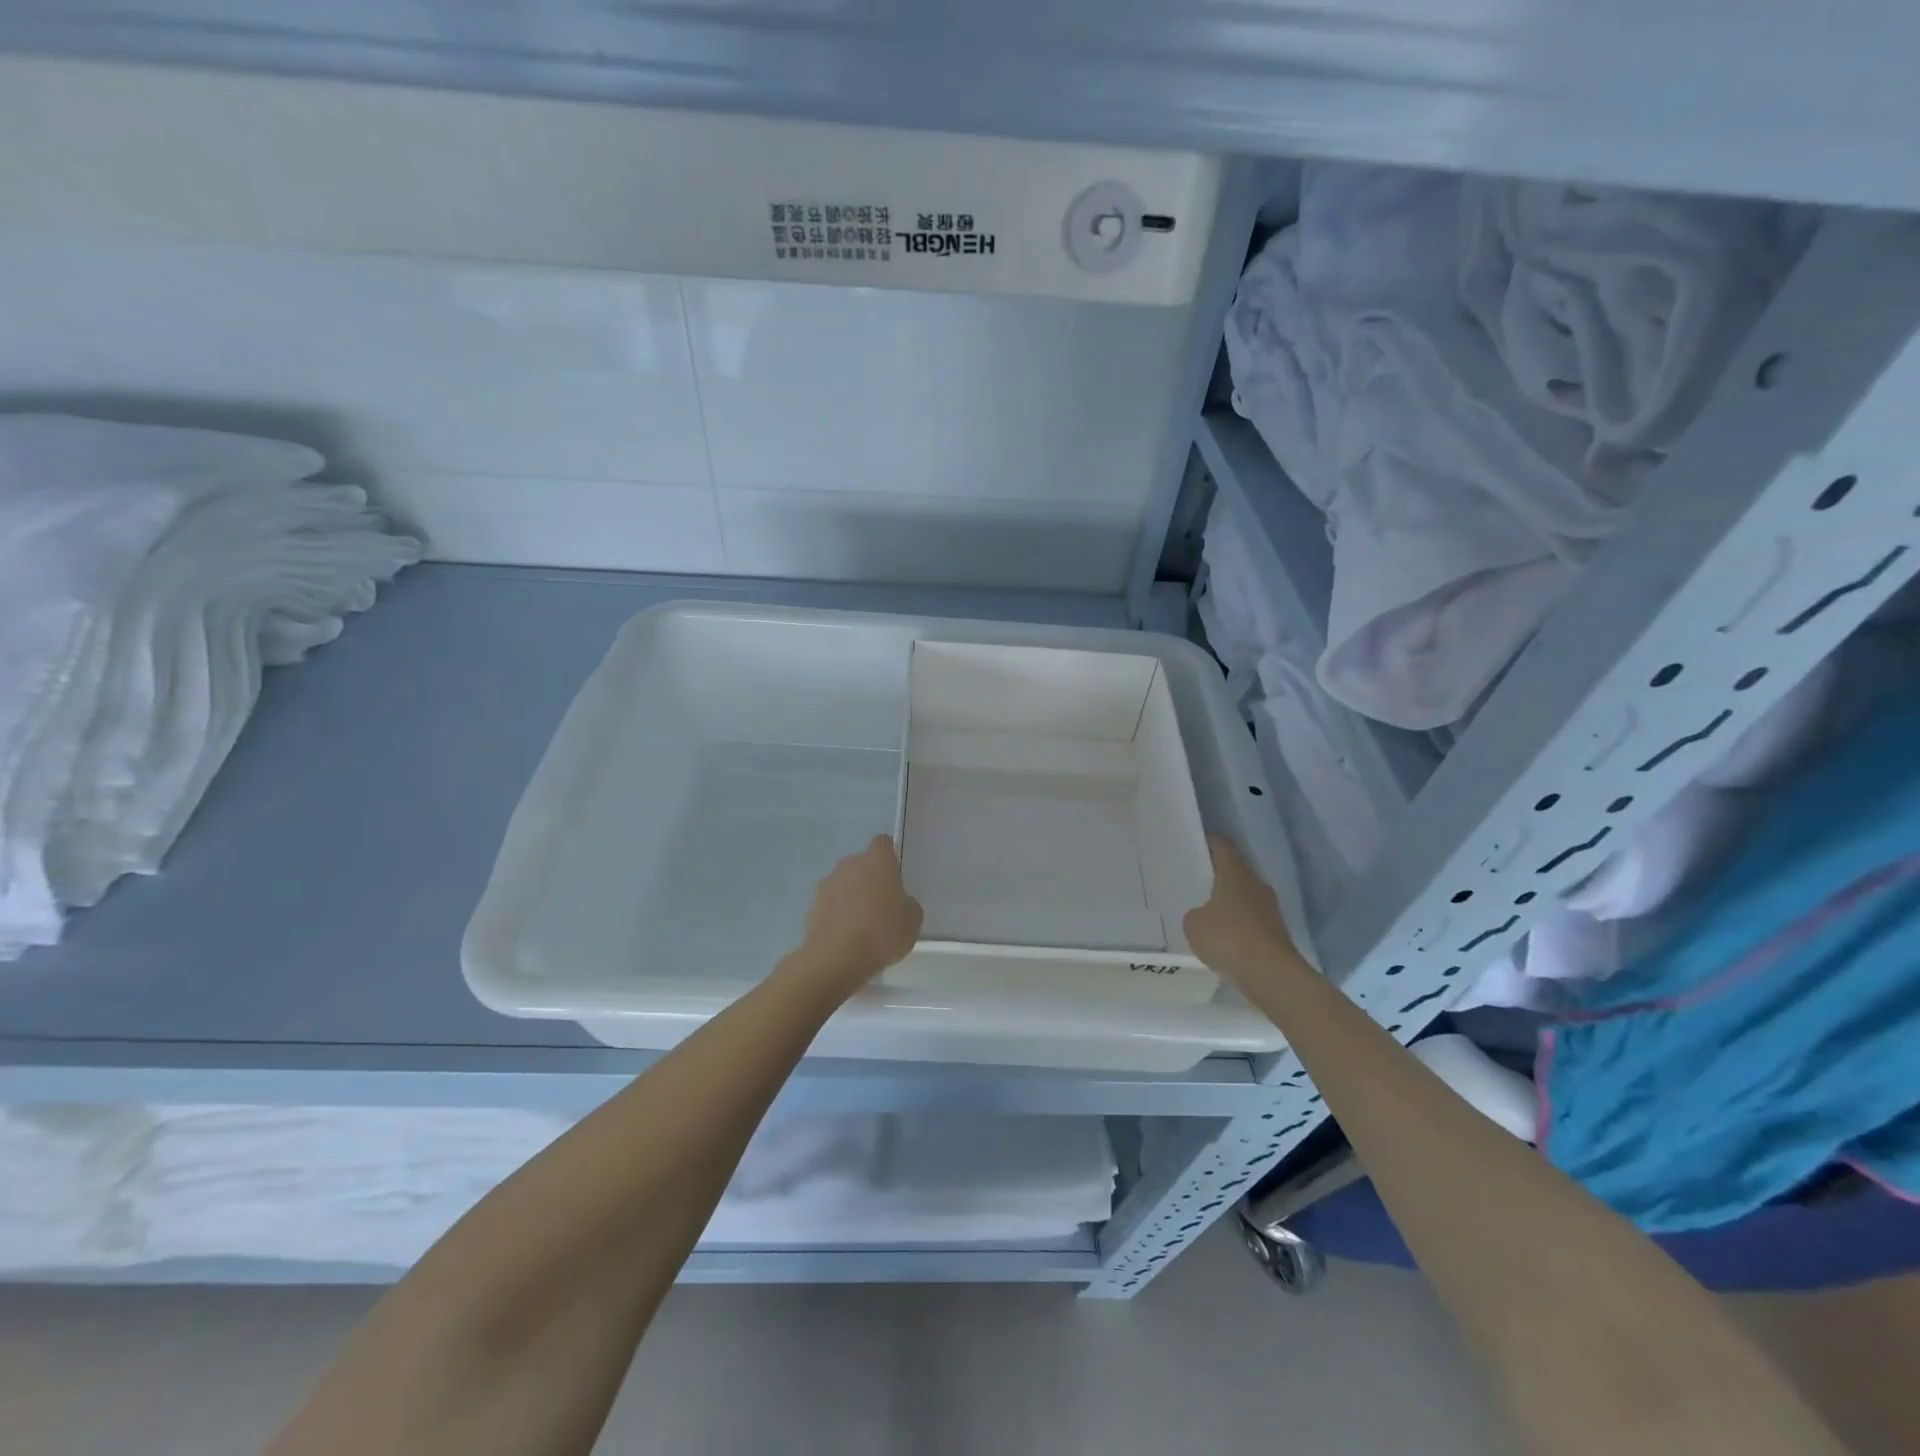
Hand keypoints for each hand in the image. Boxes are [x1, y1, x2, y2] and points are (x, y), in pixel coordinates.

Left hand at [787, 835, 923, 995]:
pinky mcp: (812, 906)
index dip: (889, 857)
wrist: (837, 958)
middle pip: (862, 865)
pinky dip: (836, 914)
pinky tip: (845, 937)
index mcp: (876, 860)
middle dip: (870, 880)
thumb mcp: (912, 920)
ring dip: (851, 897)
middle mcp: (849, 864)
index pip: (883, 843)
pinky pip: (830, 904)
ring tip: (861, 926)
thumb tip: (898, 902)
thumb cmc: (883, 932)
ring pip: (844, 884)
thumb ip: (907, 903)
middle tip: (882, 906)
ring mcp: (827, 884)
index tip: (895, 876)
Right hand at [1183, 835, 1301, 981]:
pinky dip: (1238, 926)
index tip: (1195, 843)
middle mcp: (1256, 885)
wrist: (1271, 974)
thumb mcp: (1194, 924)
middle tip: (1195, 881)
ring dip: (1229, 903)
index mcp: (1235, 874)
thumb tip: (1204, 915)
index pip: (1223, 846)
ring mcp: (1270, 909)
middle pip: (1236, 872)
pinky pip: (1251, 921)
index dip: (1209, 842)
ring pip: (1245, 897)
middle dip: (1218, 875)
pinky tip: (1223, 939)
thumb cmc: (1228, 938)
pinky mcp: (1276, 933)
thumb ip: (1195, 913)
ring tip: (1207, 913)